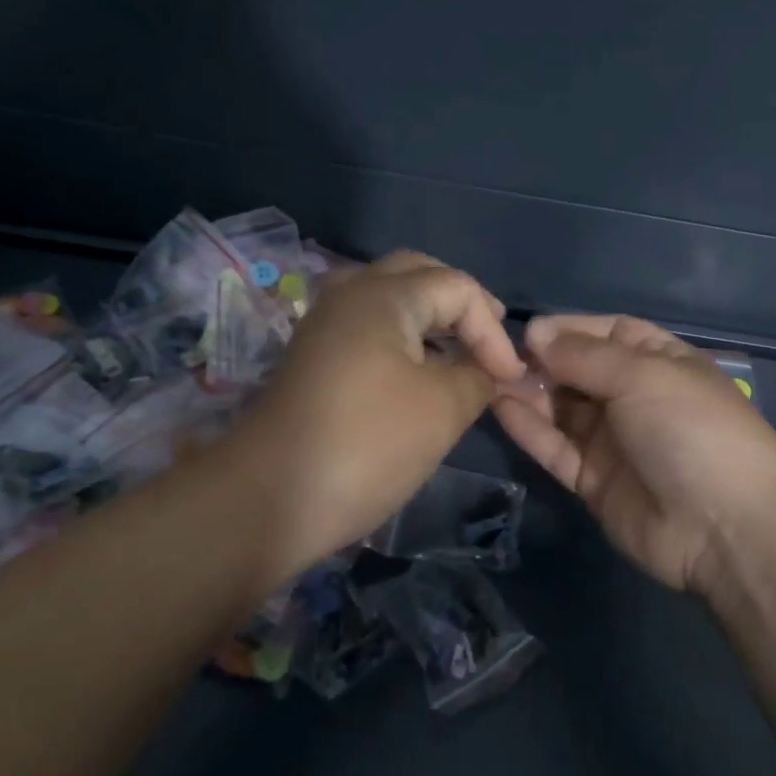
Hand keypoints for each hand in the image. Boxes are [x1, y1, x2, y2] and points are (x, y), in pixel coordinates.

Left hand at [236, 251, 524, 573]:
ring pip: (389, 298)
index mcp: (383, 296)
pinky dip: (402, 336)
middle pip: (418, 275)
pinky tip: (418, 372)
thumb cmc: (367, 445)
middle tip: (488, 338)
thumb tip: (489, 371)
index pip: (458, 287)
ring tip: (458, 351)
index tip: (508, 379)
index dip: (492, 330)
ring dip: (430, 317)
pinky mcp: (312, 358)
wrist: (268, 501)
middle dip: (461, 304)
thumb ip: (478, 377)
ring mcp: (324, 326)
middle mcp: (348, 296)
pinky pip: (368, 325)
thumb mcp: (443, 409)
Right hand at [493, 315, 775, 593]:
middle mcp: (637, 397)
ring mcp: (616, 441)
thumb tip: (537, 334)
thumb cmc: (690, 429)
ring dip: (531, 393)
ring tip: (489, 378)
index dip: (570, 329)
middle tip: (499, 358)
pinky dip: (531, 429)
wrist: (725, 526)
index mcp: (661, 362)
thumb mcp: (643, 376)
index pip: (610, 333)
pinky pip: (558, 447)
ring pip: (564, 409)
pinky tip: (500, 407)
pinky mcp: (595, 481)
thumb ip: (585, 355)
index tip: (529, 330)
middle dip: (544, 362)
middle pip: (581, 371)